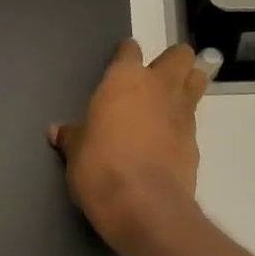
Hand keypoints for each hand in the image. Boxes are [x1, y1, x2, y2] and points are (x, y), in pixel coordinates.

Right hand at [50, 41, 209, 252]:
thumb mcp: (76, 153)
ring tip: (169, 105)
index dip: (125, 56)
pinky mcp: (195, 142)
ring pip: (197, 81)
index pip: (129, 50)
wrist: (143, 205)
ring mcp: (183, 113)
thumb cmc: (100, 168)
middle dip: (171, 63)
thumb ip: (72, 137)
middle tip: (154, 82)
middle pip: (179, 55)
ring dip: (187, 86)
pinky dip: (182, 126)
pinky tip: (168, 143)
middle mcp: (159, 87)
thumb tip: (57, 132)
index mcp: (124, 80)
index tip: (120, 65)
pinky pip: (192, 122)